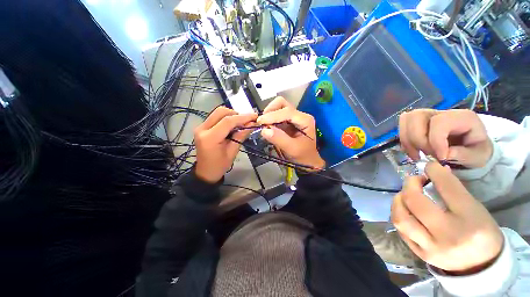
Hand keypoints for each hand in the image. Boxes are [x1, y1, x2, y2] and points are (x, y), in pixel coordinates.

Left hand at [194, 107, 257, 182]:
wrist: (205, 172)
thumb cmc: (220, 165)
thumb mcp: (233, 152)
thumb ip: (241, 136)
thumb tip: (252, 124)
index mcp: (210, 138)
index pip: (228, 121)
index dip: (243, 117)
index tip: (254, 116)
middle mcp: (202, 129)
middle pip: (221, 112)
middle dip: (236, 114)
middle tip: (247, 121)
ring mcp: (200, 127)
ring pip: (218, 112)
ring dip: (231, 115)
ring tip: (241, 123)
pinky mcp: (202, 127)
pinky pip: (216, 117)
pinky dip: (226, 118)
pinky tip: (233, 125)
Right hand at [257, 97, 324, 169]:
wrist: (307, 161)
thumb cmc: (303, 156)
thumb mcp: (292, 149)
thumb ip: (279, 139)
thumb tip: (264, 130)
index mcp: (304, 120)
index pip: (287, 112)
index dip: (272, 116)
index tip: (260, 122)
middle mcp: (299, 115)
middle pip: (282, 104)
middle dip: (270, 111)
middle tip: (262, 123)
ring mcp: (293, 117)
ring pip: (278, 107)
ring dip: (269, 114)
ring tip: (264, 125)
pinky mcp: (287, 122)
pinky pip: (276, 115)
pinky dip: (269, 119)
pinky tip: (267, 127)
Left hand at [391, 162, 503, 273]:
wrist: (481, 266)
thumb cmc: (482, 233)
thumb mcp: (476, 209)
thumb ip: (454, 190)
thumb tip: (435, 170)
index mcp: (470, 221)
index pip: (448, 189)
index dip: (434, 172)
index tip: (428, 165)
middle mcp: (448, 236)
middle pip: (415, 202)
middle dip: (409, 185)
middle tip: (413, 180)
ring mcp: (431, 248)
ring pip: (400, 218)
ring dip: (397, 201)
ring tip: (403, 195)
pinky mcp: (420, 254)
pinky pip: (400, 231)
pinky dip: (398, 216)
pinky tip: (404, 210)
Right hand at [399, 109, 492, 167]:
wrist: (473, 147)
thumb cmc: (477, 150)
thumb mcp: (478, 156)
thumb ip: (462, 155)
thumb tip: (442, 155)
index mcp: (461, 117)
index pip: (439, 122)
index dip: (435, 141)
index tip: (441, 158)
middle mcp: (442, 112)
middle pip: (416, 117)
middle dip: (417, 139)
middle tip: (426, 155)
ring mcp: (428, 116)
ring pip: (405, 120)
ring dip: (407, 140)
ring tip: (417, 154)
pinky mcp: (418, 123)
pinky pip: (403, 128)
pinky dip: (405, 141)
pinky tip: (414, 152)